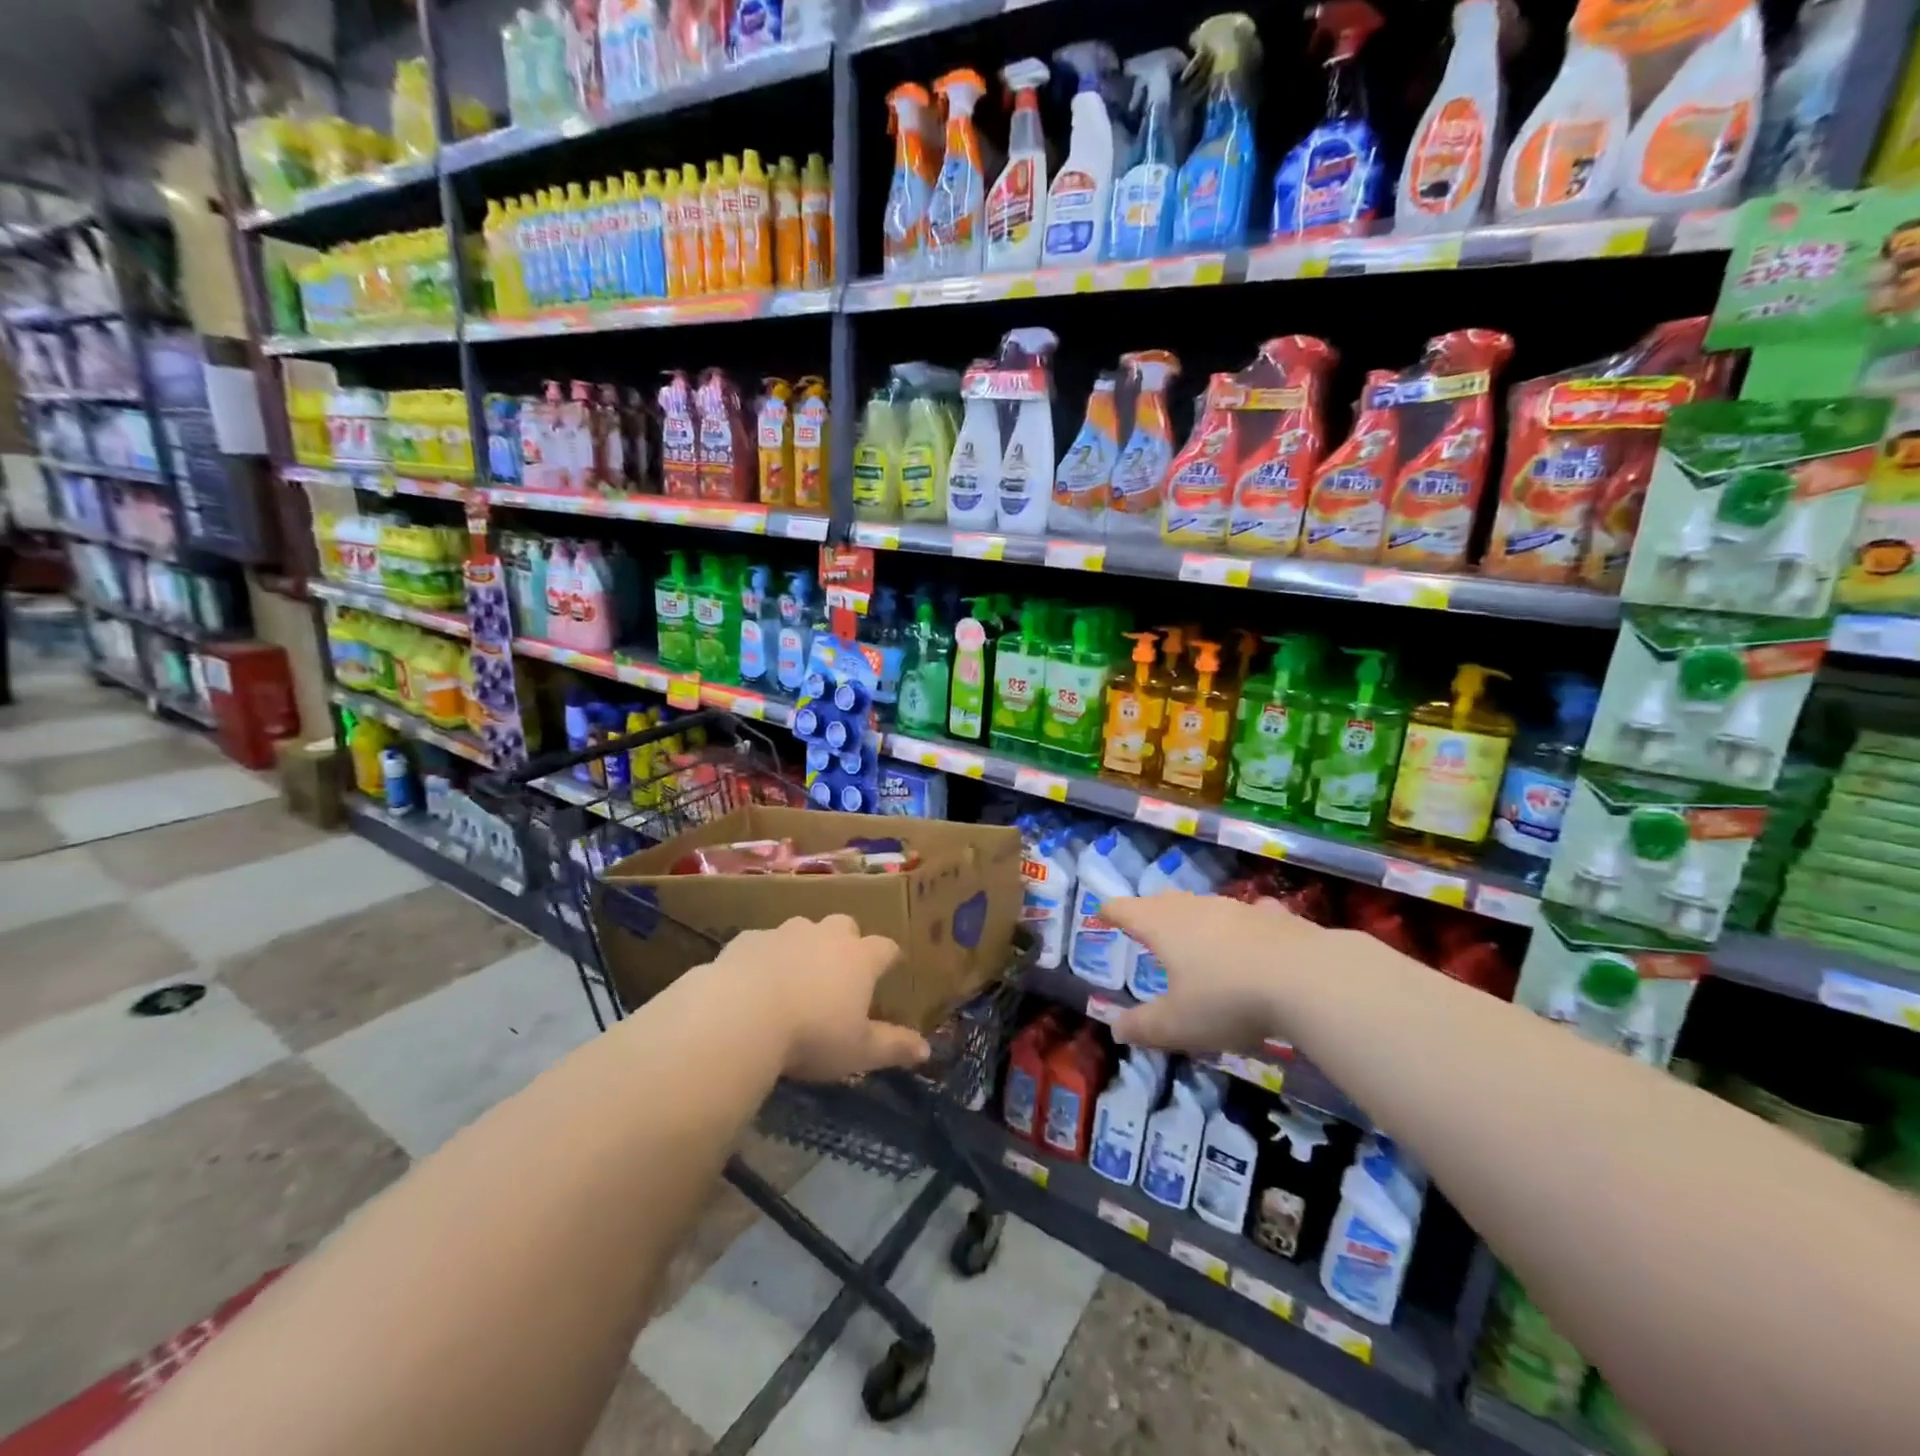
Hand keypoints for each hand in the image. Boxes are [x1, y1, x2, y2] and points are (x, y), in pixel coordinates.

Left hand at [709, 915, 929, 1080]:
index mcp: (859, 959)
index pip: (885, 948)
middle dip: (846, 942)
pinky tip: (754, 981)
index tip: (890, 967)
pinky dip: (765, 957)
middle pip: (844, 926)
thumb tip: (927, 1049)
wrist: (740, 1015)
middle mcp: (826, 936)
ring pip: (802, 929)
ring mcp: (785, 933)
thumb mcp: (858, 1051)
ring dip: (804, 946)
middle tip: (840, 969)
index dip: (889, 957)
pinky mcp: (748, 940)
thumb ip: (893, 1047)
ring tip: (795, 975)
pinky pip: (763, 943)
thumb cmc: (812, 1034)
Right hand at [1101, 893, 1327, 1053]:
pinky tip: (1254, 931)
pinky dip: (1243, 923)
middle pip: (1162, 902)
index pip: (1125, 909)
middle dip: (1149, 912)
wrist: (1307, 979)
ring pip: (1205, 906)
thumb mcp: (1177, 1025)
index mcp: (1162, 927)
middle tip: (1142, 924)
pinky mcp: (1274, 917)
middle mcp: (1194, 909)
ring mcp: (1236, 909)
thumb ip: (1143, 1027)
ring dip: (1193, 917)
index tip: (1100, 912)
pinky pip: (1250, 915)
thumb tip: (1115, 1029)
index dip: (1110, 911)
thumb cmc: (1227, 1000)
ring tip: (1192, 932)